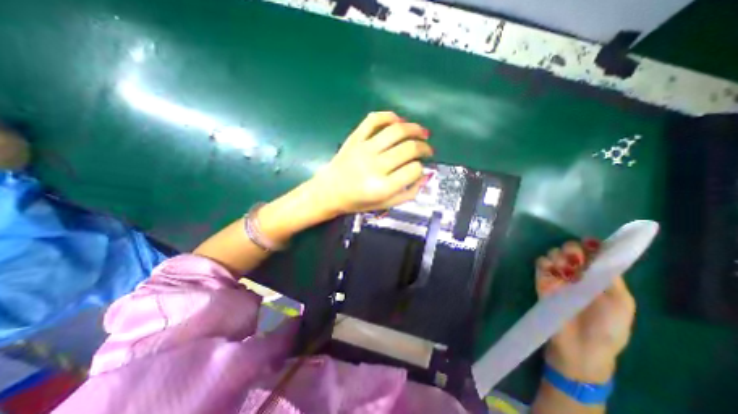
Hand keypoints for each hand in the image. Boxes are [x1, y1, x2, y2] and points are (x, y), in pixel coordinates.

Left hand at [309, 112, 433, 215]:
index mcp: (382, 187)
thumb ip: (408, 193)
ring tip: (423, 132)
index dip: (421, 168)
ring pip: (396, 131)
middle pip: (408, 148)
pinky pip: (373, 120)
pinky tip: (399, 120)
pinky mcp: (354, 138)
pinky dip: (388, 116)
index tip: (420, 168)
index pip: (413, 170)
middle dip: (424, 147)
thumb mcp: (385, 204)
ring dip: (415, 128)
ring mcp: (364, 149)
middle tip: (428, 149)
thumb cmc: (357, 201)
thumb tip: (426, 175)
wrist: (329, 192)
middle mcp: (374, 166)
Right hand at [534, 241, 636, 383]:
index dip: (591, 246)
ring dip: (558, 255)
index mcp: (598, 278)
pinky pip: (540, 264)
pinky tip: (552, 270)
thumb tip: (600, 254)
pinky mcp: (542, 282)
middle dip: (572, 249)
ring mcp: (558, 278)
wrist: (581, 347)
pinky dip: (544, 262)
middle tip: (575, 259)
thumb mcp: (620, 304)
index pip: (592, 255)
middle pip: (570, 250)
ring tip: (565, 268)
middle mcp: (577, 275)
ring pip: (553, 254)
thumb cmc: (607, 328)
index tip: (590, 243)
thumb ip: (611, 278)